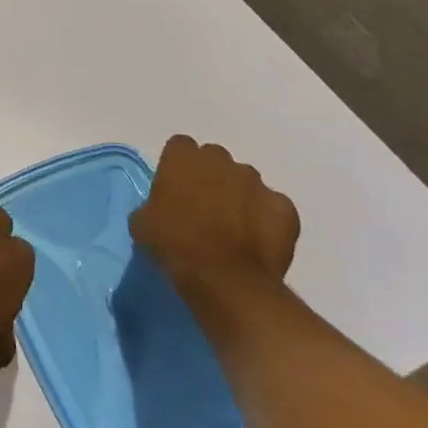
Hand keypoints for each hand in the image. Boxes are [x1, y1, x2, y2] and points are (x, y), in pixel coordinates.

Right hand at [130, 135, 299, 288]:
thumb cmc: (175, 245)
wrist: (225, 280)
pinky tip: (257, 241)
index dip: (177, 166)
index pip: (180, 146)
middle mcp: (221, 161)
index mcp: (183, 158)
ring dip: (239, 196)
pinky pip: (273, 207)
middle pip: (215, 159)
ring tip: (233, 227)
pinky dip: (266, 219)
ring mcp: (257, 183)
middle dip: (211, 177)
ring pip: (246, 181)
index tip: (175, 188)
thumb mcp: (142, 223)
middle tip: (203, 207)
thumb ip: (153, 204)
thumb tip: (161, 209)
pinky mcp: (284, 208)